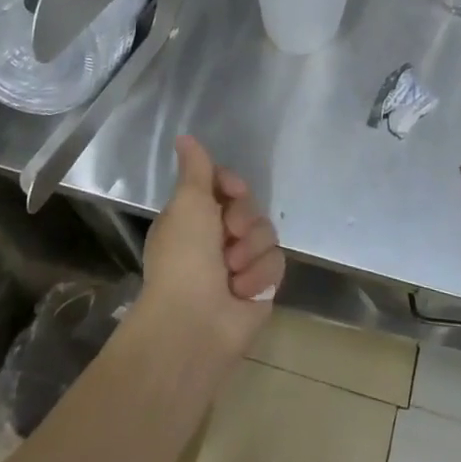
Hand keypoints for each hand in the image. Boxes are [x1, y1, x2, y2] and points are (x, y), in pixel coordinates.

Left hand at [140, 136, 285, 362]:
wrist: (194, 324)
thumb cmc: (184, 258)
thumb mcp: (188, 203)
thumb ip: (196, 169)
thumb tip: (185, 137)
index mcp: (194, 217)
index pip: (226, 185)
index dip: (232, 185)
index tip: (233, 191)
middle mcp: (216, 238)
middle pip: (250, 207)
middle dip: (243, 220)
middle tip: (228, 236)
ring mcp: (240, 263)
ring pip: (267, 233)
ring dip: (250, 251)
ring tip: (232, 273)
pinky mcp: (260, 287)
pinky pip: (276, 263)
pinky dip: (259, 276)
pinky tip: (242, 292)